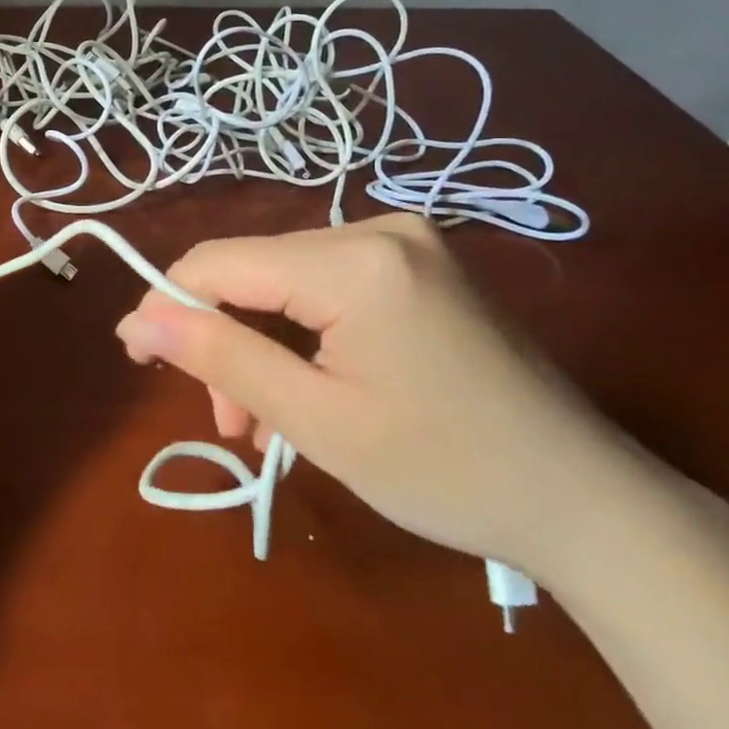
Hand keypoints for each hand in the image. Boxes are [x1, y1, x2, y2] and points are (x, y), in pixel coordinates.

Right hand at [114, 215, 649, 579]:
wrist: (590, 501)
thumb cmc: (448, 471)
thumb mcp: (318, 421)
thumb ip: (221, 359)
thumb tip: (138, 321)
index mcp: (354, 261)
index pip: (220, 263)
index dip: (168, 306)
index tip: (138, 361)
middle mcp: (376, 228)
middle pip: (252, 271)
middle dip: (222, 340)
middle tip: (229, 423)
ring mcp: (402, 241)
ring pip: (283, 280)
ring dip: (258, 343)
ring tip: (262, 422)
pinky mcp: (416, 263)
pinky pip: (324, 285)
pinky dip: (299, 334)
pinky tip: (306, 385)